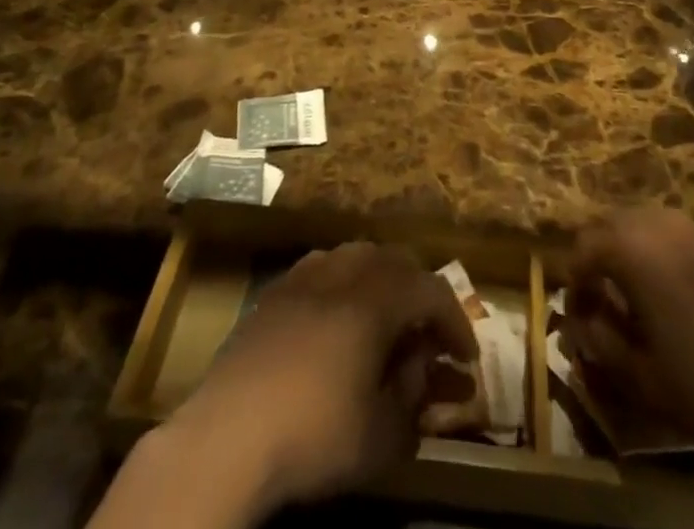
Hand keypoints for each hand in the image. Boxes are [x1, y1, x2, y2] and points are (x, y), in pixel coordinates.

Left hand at [163, 243, 477, 515]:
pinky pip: (321, 270)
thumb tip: (423, 368)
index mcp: (376, 298)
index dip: (455, 320)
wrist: (227, 436)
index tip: (466, 357)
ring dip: (380, 282)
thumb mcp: (382, 434)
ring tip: (385, 319)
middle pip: (394, 262)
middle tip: (428, 334)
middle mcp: (343, 271)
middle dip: (419, 294)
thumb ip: (413, 395)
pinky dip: (342, 286)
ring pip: (355, 257)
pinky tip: (336, 321)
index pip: (431, 290)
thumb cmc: (314, 435)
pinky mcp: (273, 291)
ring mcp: (303, 276)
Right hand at [564, 208, 693, 461]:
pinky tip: (688, 292)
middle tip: (604, 295)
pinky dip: (674, 254)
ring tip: (643, 291)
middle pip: (614, 223)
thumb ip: (602, 342)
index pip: (583, 247)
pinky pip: (689, 237)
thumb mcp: (644, 377)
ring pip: (652, 223)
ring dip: (637, 248)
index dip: (574, 279)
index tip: (578, 312)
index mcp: (633, 249)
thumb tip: (582, 323)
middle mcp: (662, 224)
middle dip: (601, 254)